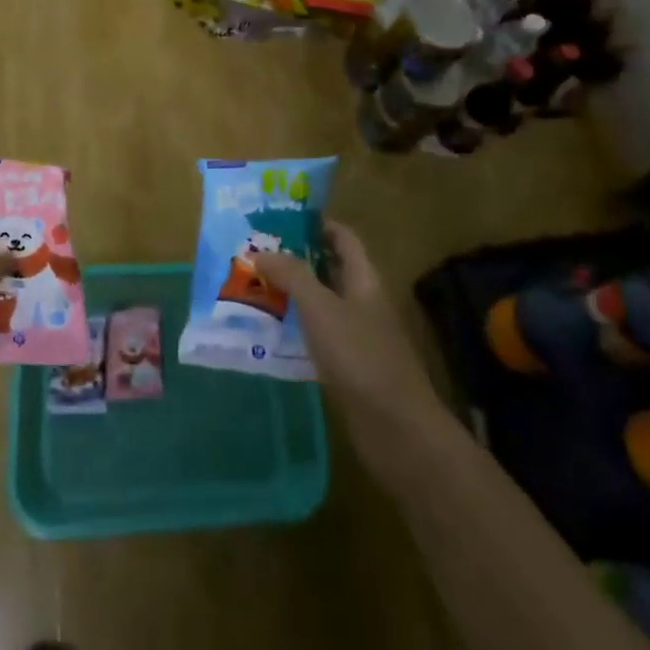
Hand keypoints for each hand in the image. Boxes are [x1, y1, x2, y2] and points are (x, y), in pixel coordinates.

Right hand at [254, 221, 450, 481]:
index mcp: (364, 279)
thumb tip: (261, 251)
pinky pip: (317, 336)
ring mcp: (357, 336)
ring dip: (291, 295)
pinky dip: (295, 329)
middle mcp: (362, 302)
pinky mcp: (348, 367)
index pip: (343, 238)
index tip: (280, 219)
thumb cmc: (360, 357)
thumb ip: (292, 275)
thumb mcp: (321, 308)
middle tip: (255, 253)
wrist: (397, 430)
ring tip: (252, 287)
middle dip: (295, 259)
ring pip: (321, 304)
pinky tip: (267, 333)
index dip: (316, 224)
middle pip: (329, 269)